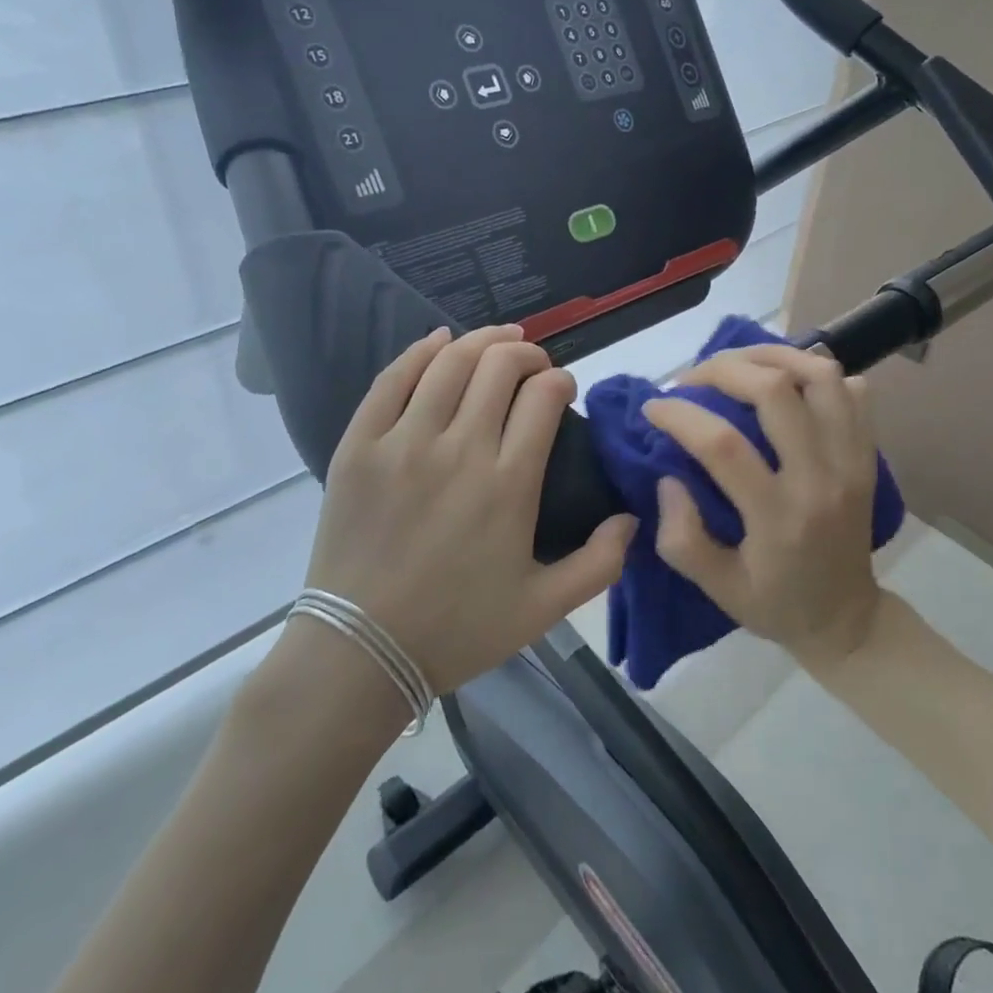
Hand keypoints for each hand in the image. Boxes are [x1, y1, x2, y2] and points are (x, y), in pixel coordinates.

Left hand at [301, 324, 635, 695]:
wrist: (360, 652)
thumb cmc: (457, 630)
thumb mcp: (543, 609)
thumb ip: (600, 564)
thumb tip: (633, 517)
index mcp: (509, 484)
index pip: (544, 397)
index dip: (559, 380)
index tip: (561, 390)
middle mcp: (460, 449)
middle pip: (500, 366)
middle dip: (527, 353)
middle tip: (534, 364)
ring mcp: (404, 442)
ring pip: (450, 362)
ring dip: (482, 340)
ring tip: (499, 340)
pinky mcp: (360, 445)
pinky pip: (392, 379)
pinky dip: (420, 351)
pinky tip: (439, 341)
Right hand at [642, 344, 882, 667]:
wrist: (848, 620)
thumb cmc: (775, 604)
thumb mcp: (717, 589)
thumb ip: (682, 538)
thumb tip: (669, 477)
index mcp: (779, 517)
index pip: (723, 444)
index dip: (680, 414)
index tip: (653, 407)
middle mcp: (821, 478)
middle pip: (776, 390)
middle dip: (722, 369)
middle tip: (693, 379)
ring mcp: (852, 461)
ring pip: (822, 376)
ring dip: (774, 355)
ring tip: (738, 363)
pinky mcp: (868, 455)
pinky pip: (854, 392)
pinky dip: (818, 373)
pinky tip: (788, 382)